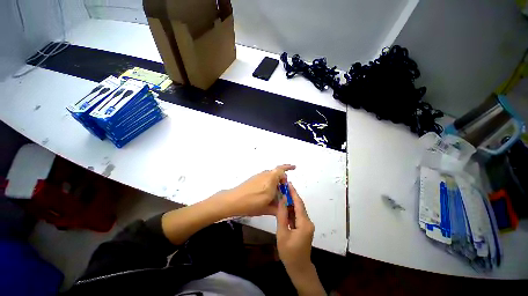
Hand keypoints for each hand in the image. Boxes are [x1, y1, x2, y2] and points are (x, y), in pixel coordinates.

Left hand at [215, 164, 295, 216]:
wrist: (233, 200)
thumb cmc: (252, 204)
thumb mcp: (267, 208)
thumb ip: (278, 206)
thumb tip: (283, 206)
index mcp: (271, 180)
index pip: (281, 170)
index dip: (288, 167)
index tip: (294, 168)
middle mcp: (265, 175)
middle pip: (277, 172)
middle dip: (282, 178)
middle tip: (284, 188)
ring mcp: (259, 176)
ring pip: (271, 174)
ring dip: (276, 180)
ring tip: (277, 192)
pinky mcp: (254, 178)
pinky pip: (265, 177)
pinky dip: (270, 182)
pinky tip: (268, 192)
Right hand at [276, 182, 314, 273]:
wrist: (299, 268)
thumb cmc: (289, 253)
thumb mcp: (282, 233)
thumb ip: (282, 215)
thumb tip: (282, 199)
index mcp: (304, 223)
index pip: (298, 203)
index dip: (293, 192)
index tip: (288, 183)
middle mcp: (308, 221)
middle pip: (299, 205)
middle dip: (291, 195)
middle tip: (282, 187)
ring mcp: (307, 225)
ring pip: (298, 210)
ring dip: (290, 202)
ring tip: (281, 194)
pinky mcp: (304, 227)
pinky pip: (297, 215)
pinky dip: (290, 210)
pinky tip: (284, 207)